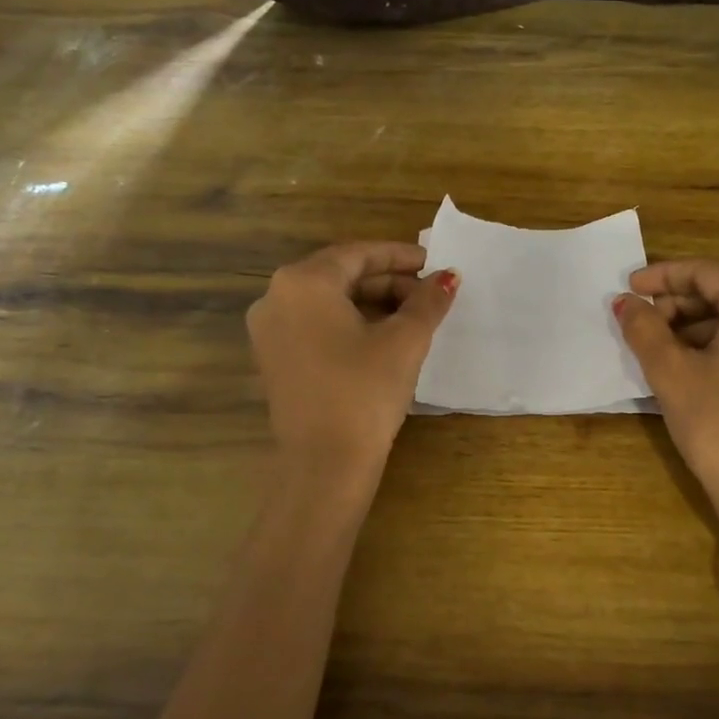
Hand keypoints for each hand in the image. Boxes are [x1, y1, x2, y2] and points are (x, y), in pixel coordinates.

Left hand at [246, 242, 457, 470]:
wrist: (324, 464)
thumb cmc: (365, 391)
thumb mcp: (404, 341)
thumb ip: (428, 301)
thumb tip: (448, 277)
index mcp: (303, 282)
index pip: (358, 254)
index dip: (401, 256)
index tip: (434, 263)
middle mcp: (276, 297)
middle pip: (341, 275)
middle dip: (388, 282)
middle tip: (428, 295)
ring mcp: (269, 331)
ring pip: (328, 302)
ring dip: (372, 303)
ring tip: (413, 317)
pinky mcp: (274, 359)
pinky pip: (315, 326)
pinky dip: (350, 324)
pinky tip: (383, 338)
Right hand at [615, 260, 718, 587]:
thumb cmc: (717, 423)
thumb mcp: (670, 371)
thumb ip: (643, 327)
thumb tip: (624, 303)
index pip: (706, 272)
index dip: (661, 277)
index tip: (629, 287)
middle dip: (679, 304)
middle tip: (641, 322)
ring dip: (696, 326)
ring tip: (659, 347)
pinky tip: (690, 365)